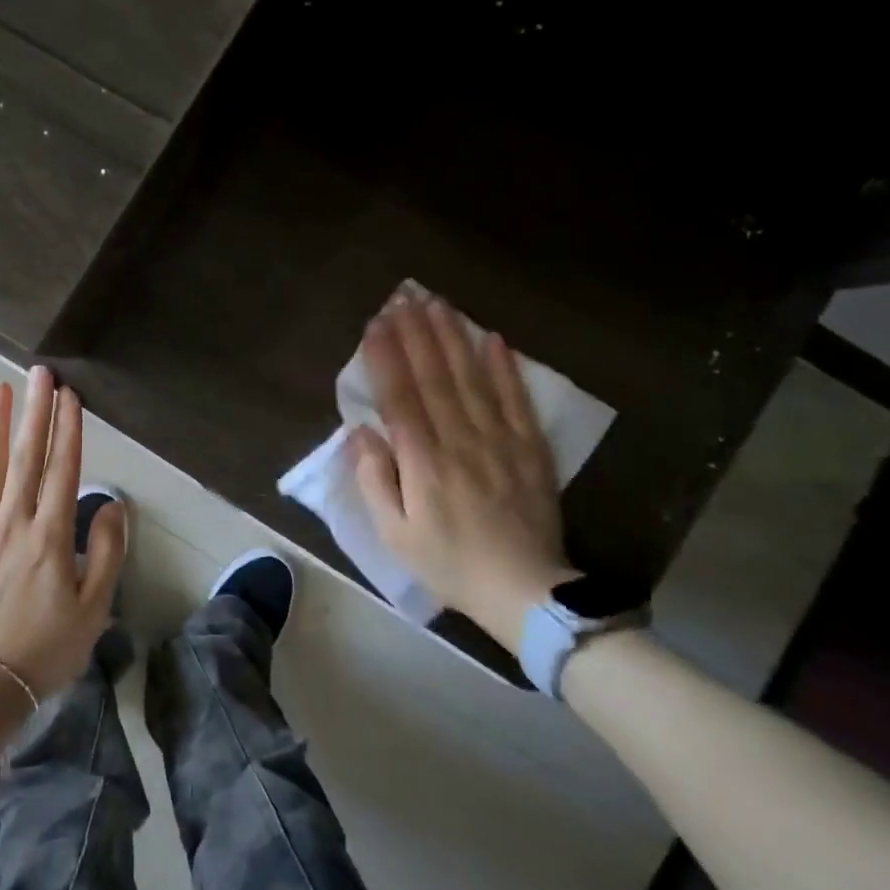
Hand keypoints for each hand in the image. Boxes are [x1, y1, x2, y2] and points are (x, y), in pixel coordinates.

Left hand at [0, 367, 124, 736]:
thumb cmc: (44, 651)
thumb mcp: (93, 610)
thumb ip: (106, 553)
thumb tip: (113, 505)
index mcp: (50, 535)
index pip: (62, 469)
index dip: (67, 429)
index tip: (68, 395)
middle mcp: (13, 522)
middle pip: (26, 457)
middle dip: (34, 412)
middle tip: (38, 372)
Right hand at [350, 290, 577, 651]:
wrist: (525, 592)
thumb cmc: (448, 562)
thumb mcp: (394, 534)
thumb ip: (375, 479)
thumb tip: (360, 432)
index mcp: (423, 462)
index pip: (400, 397)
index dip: (386, 357)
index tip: (375, 324)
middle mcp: (460, 440)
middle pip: (434, 377)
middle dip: (416, 333)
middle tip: (404, 297)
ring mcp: (500, 441)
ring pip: (472, 378)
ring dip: (453, 337)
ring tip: (438, 303)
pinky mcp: (529, 448)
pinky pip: (517, 399)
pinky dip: (505, 367)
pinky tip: (493, 338)